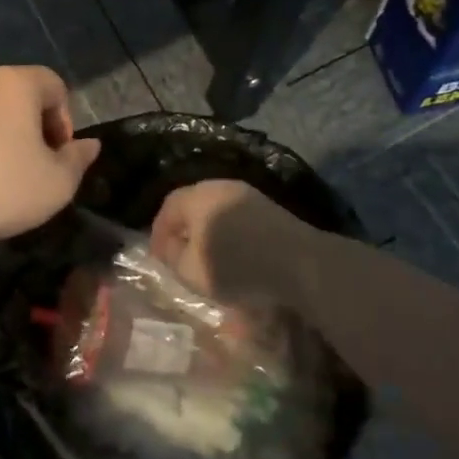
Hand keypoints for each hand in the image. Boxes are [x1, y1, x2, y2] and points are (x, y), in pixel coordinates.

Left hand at [0, 67, 100, 247]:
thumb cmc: (2, 187)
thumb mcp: (57, 183)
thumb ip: (77, 160)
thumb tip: (90, 145)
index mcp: (15, 84)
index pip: (53, 84)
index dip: (64, 118)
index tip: (58, 155)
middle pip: (15, 96)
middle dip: (29, 128)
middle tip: (32, 167)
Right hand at [151, 179, 313, 305]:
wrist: (300, 265)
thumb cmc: (238, 267)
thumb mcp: (192, 271)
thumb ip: (172, 256)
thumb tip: (169, 246)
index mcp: (199, 197)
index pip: (169, 206)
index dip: (159, 231)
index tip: (158, 256)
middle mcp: (221, 188)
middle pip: (193, 205)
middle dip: (183, 230)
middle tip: (178, 254)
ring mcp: (248, 196)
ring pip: (216, 211)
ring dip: (207, 232)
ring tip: (205, 257)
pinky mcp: (269, 209)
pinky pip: (236, 217)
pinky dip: (228, 234)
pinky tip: (232, 255)